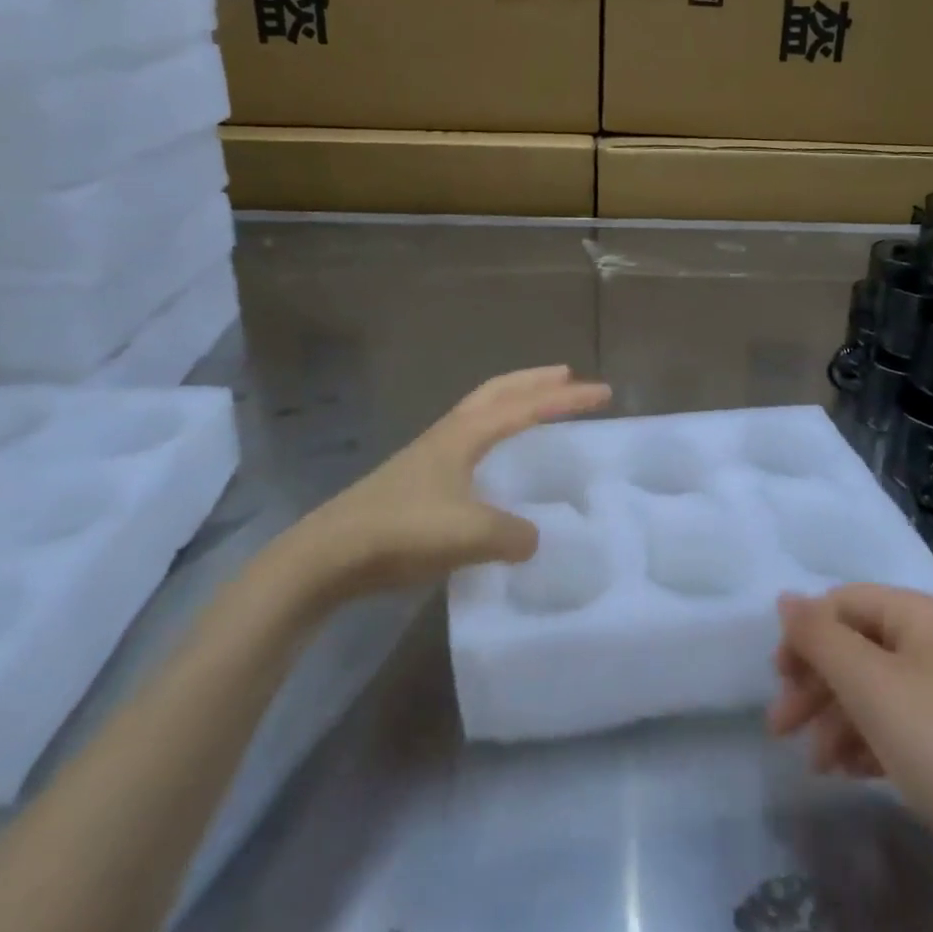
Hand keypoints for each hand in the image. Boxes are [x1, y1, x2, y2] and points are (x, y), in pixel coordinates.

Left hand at [292, 366, 610, 598]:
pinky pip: (469, 439)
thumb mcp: (469, 534)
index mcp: (466, 434)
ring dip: (514, 401)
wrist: (328, 555)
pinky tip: (496, 461)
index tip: (604, 393)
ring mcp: (430, 454)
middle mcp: (450, 433)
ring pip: (481, 412)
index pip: (527, 406)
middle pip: (499, 391)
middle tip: (569, 376)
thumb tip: (531, 537)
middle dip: (536, 380)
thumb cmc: (402, 532)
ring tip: (537, 408)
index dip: (567, 398)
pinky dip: (494, 432)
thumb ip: (512, 534)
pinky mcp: (418, 478)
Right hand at [769, 585, 932, 811]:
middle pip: (857, 647)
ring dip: (835, 718)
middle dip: (815, 684)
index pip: (845, 602)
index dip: (806, 633)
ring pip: (873, 689)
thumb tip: (786, 599)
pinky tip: (846, 772)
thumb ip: (820, 637)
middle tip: (780, 726)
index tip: (777, 678)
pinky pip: (896, 724)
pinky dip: (865, 741)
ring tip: (814, 763)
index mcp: (921, 615)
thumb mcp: (869, 684)